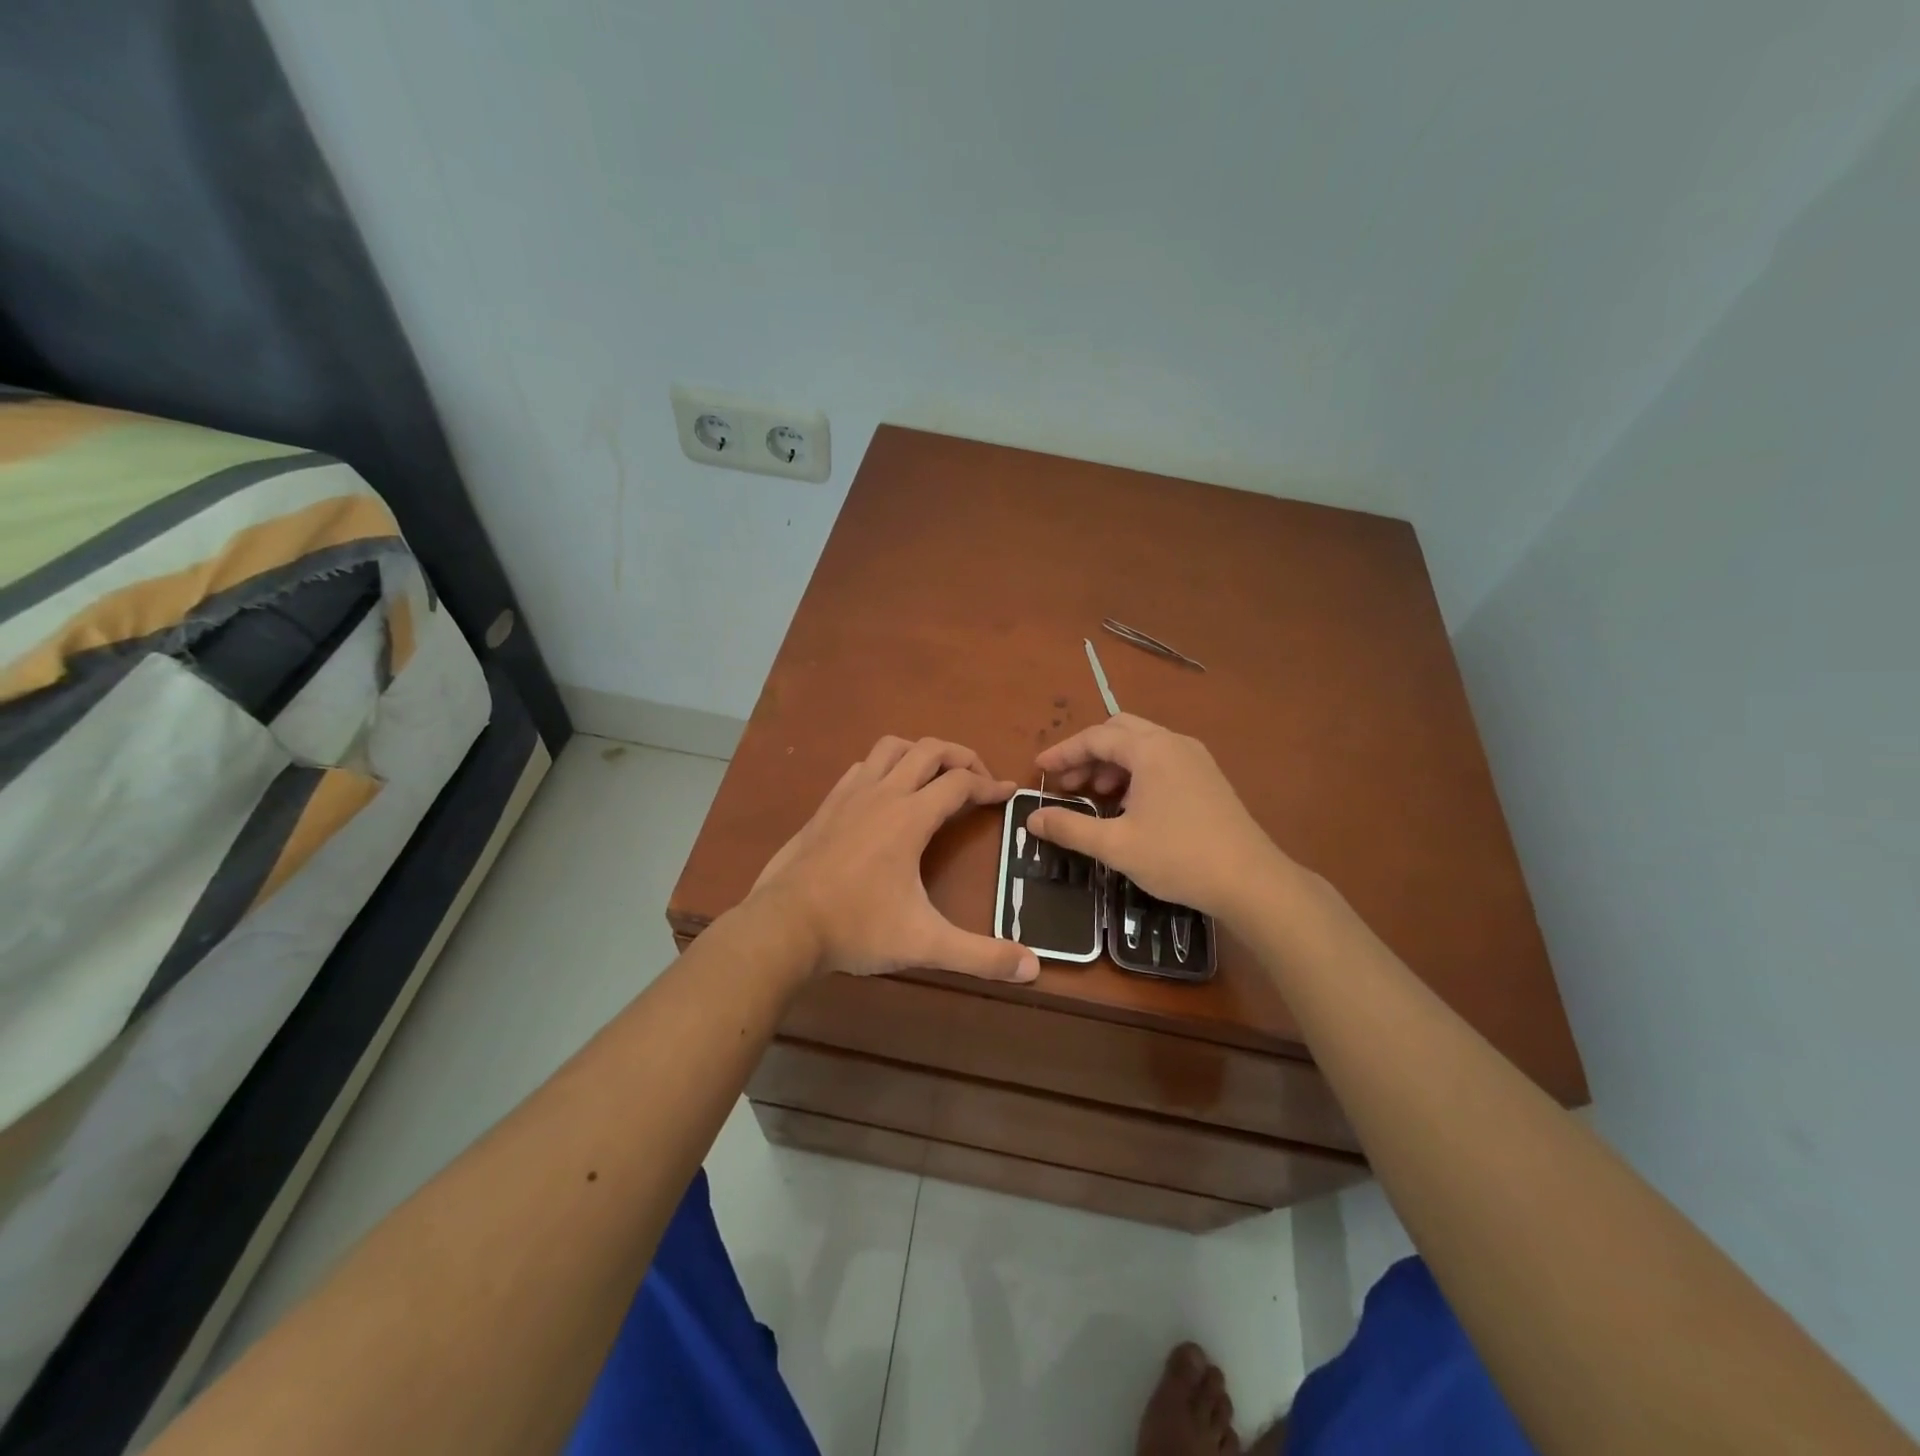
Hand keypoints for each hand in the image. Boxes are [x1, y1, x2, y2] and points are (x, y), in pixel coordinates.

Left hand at [752, 736, 1039, 982]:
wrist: (783, 926)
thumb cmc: (857, 928)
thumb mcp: (924, 944)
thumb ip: (980, 955)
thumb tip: (1032, 968)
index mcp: (910, 817)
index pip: (960, 783)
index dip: (990, 785)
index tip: (1008, 793)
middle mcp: (882, 793)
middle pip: (930, 749)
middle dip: (961, 756)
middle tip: (978, 780)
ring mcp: (849, 795)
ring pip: (891, 747)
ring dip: (920, 753)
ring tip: (935, 778)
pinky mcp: (826, 806)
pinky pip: (862, 767)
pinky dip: (885, 767)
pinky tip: (886, 795)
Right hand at [1026, 714, 1289, 920]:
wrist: (1251, 881)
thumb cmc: (1178, 857)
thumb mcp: (1115, 846)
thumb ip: (1069, 828)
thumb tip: (1032, 819)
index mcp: (1151, 750)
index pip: (1096, 737)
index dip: (1063, 752)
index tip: (1039, 769)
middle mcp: (1174, 743)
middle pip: (1120, 731)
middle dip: (1088, 753)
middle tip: (1067, 783)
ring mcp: (1196, 758)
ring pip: (1143, 744)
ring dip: (1112, 762)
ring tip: (1095, 795)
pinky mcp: (1208, 777)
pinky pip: (1162, 759)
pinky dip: (1136, 771)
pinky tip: (1129, 804)